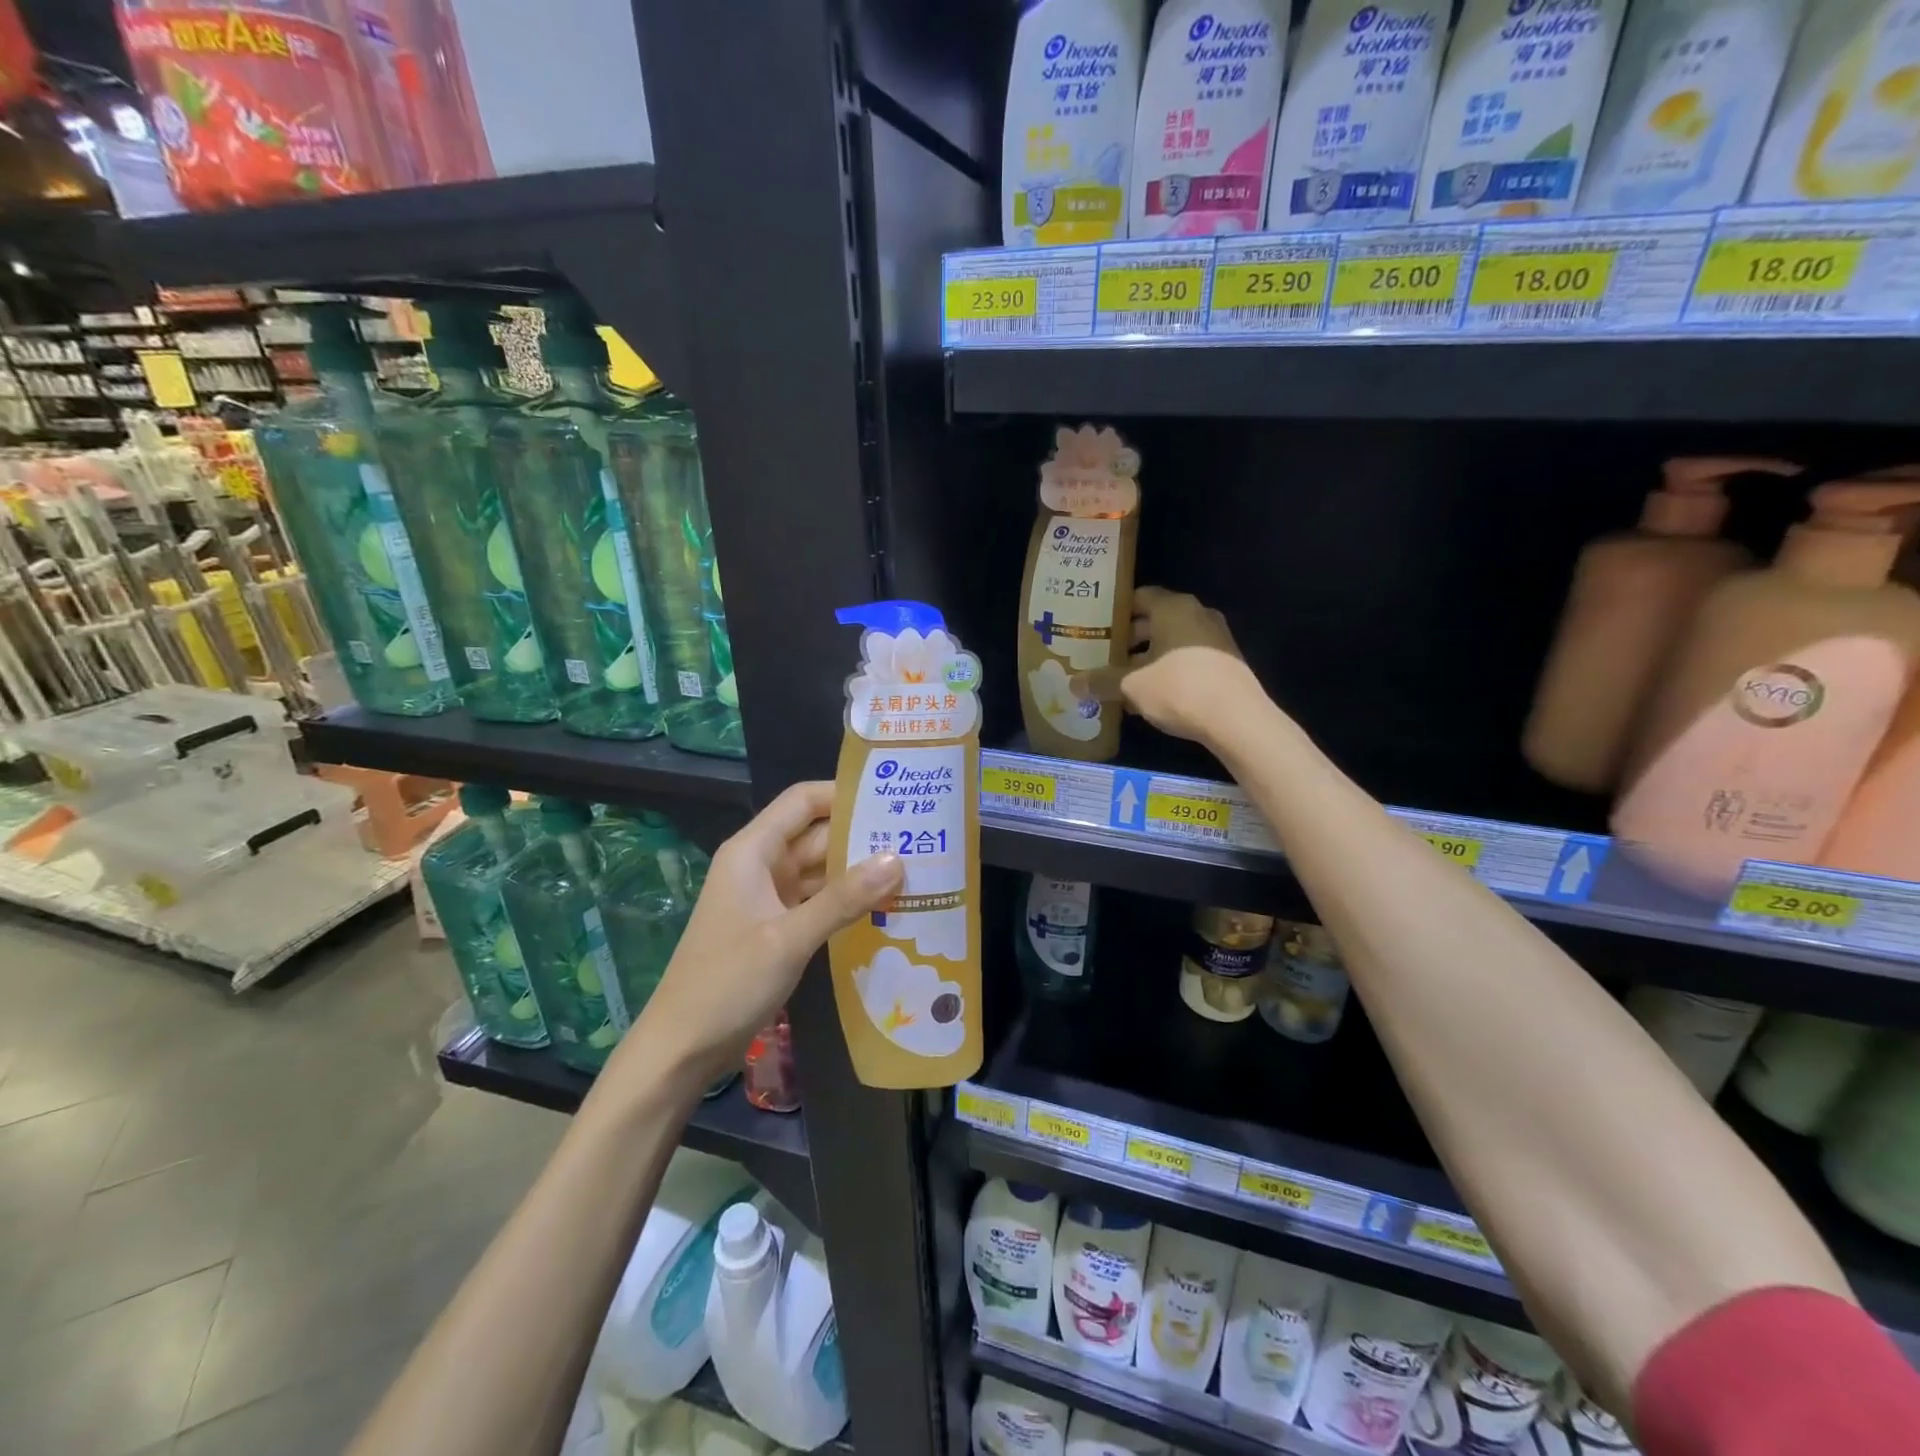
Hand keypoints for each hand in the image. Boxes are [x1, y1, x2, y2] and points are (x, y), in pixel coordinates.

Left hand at [616, 782, 903, 1083]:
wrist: (681, 1048)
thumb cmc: (727, 983)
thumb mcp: (789, 938)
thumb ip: (843, 898)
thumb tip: (897, 858)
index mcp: (752, 852)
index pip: (803, 801)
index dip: (844, 794)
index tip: (893, 799)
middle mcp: (761, 865)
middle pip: (816, 835)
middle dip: (863, 835)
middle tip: (919, 839)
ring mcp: (768, 898)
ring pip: (820, 870)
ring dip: (859, 871)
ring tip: (914, 869)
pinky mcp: (776, 927)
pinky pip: (817, 901)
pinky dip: (846, 902)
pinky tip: (885, 906)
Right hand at [1077, 586, 1261, 745]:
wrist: (1237, 719)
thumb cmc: (1179, 689)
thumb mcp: (1131, 686)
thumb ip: (1101, 682)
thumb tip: (1073, 684)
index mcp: (1173, 608)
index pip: (1139, 596)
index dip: (1115, 611)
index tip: (1095, 627)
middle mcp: (1197, 614)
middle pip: (1154, 620)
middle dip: (1128, 639)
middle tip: (1102, 656)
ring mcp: (1215, 638)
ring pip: (1171, 642)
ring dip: (1146, 658)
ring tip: (1121, 680)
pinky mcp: (1225, 663)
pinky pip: (1187, 659)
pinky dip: (1167, 670)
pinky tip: (1148, 696)